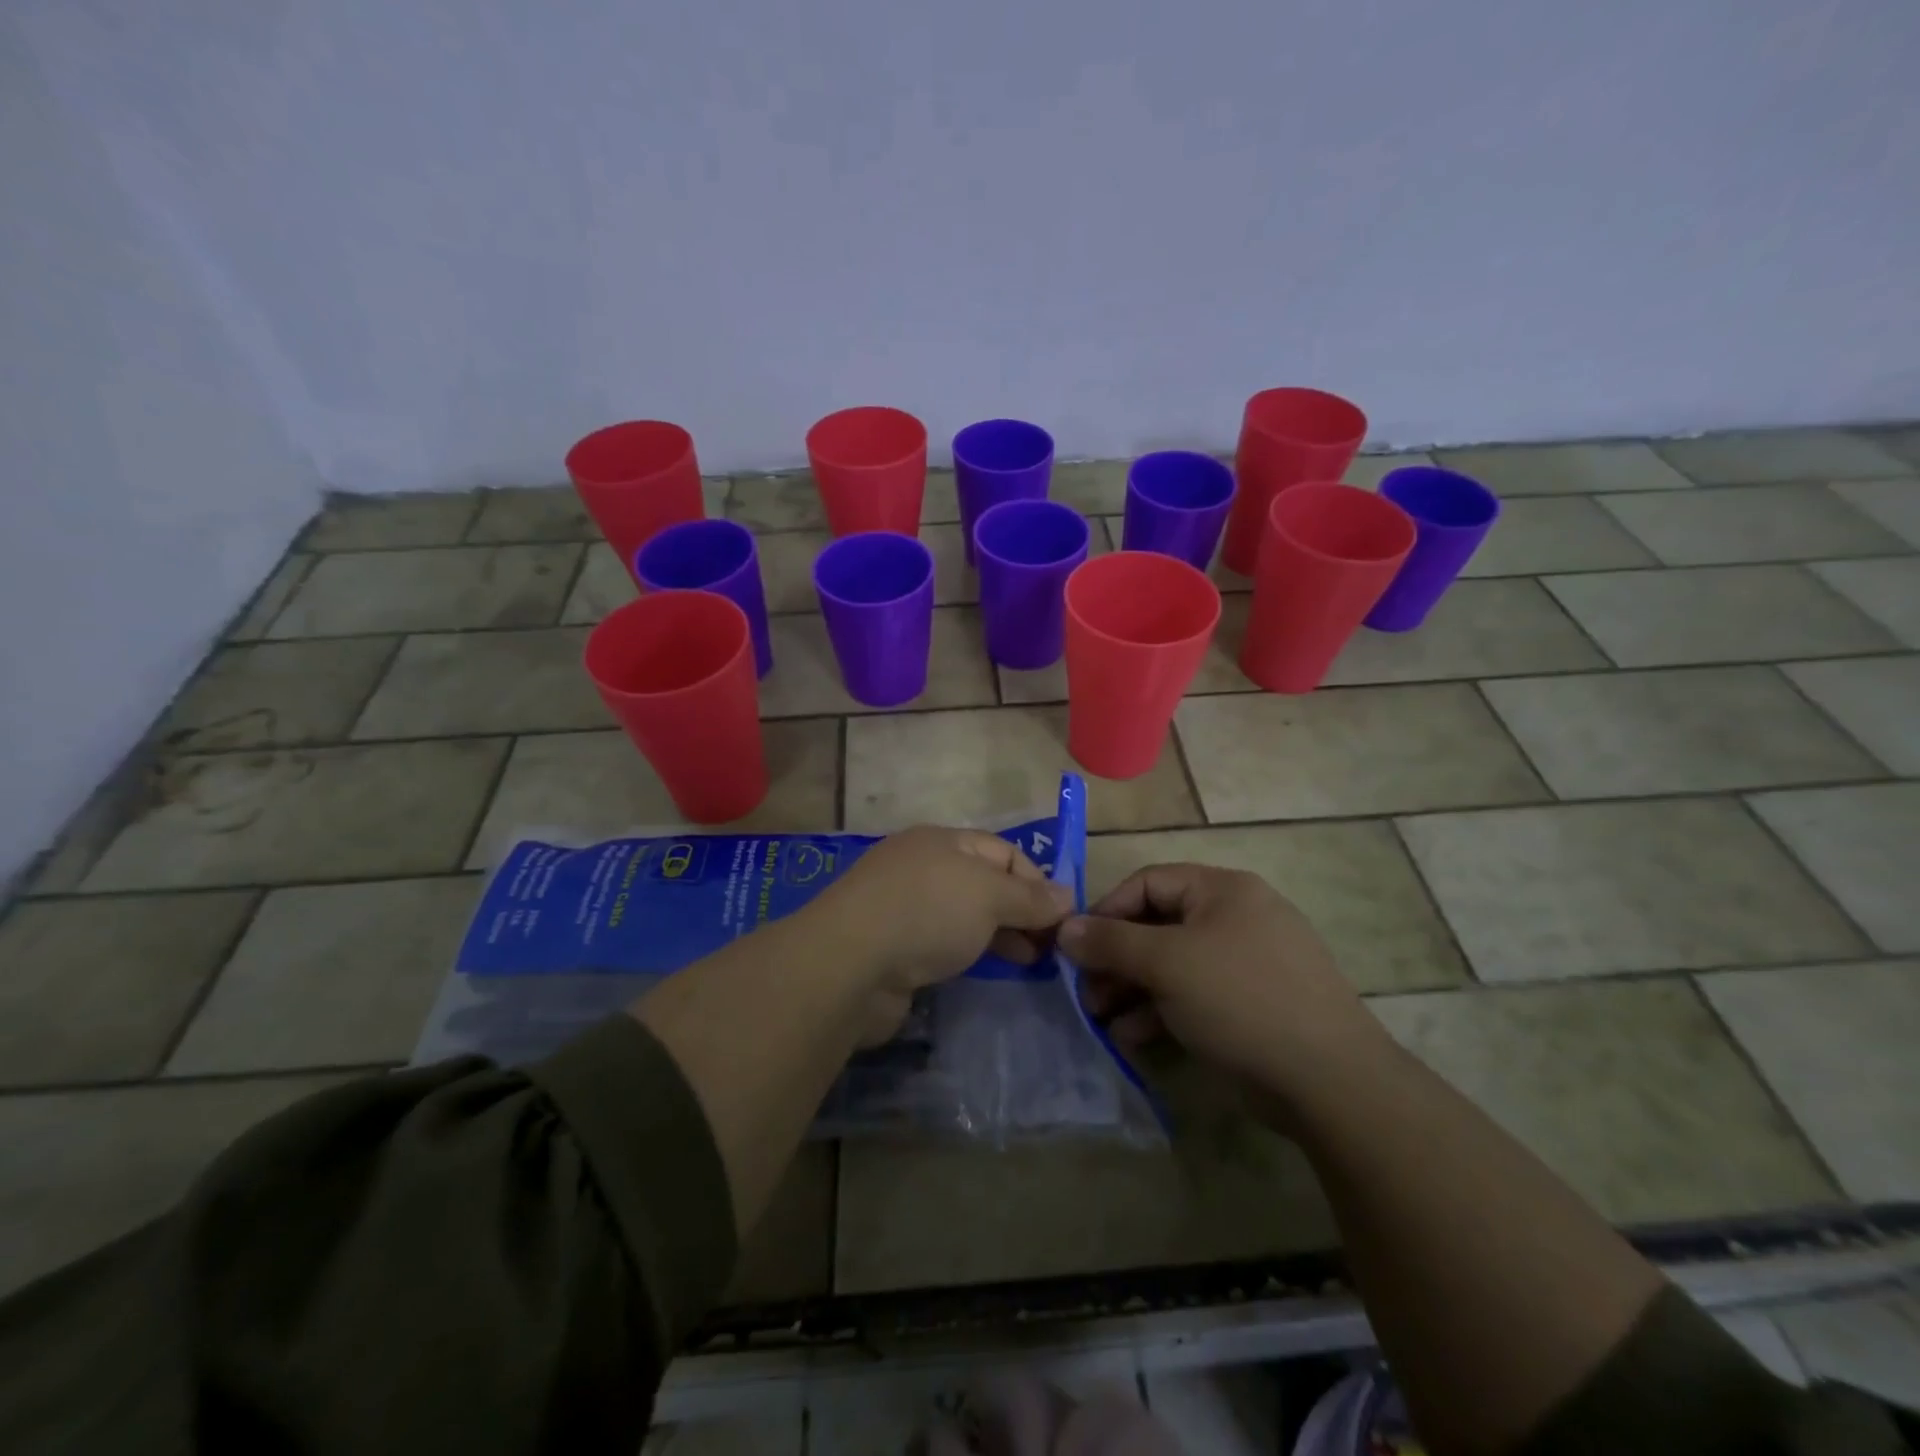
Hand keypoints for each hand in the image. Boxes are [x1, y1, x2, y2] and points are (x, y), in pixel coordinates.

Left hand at [803, 826, 1073, 1042]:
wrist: (849, 964)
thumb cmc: (926, 912)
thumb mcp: (988, 895)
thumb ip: (1030, 897)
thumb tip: (1067, 897)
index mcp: (942, 842)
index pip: (1004, 852)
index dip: (1037, 880)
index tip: (1063, 918)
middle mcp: (923, 868)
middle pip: (985, 884)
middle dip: (1021, 911)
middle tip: (1051, 947)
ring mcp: (905, 908)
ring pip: (965, 916)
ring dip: (1000, 935)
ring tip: (1031, 962)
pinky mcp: (895, 948)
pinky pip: (944, 943)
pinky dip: (971, 954)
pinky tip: (988, 972)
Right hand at [1057, 863, 1387, 1103]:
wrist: (1330, 1081)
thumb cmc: (1241, 999)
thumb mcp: (1167, 963)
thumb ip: (1110, 942)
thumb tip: (1064, 927)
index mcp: (1222, 890)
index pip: (1148, 883)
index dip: (1107, 911)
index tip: (1075, 946)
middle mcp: (1234, 918)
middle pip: (1157, 926)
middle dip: (1116, 959)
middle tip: (1086, 992)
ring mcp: (1245, 964)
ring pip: (1172, 966)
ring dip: (1131, 989)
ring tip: (1101, 1019)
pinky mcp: (1250, 1005)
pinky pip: (1193, 996)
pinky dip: (1160, 1012)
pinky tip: (1132, 1038)